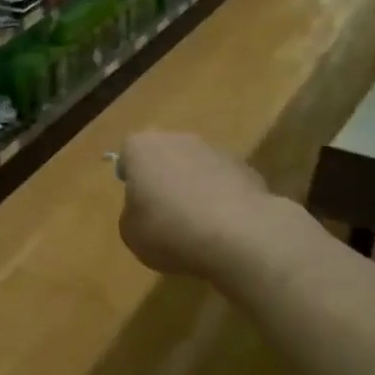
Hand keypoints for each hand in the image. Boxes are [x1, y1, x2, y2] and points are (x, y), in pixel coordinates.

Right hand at [116, 130, 277, 282]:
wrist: (239, 235)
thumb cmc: (171, 230)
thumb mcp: (131, 234)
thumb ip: (132, 215)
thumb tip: (145, 211)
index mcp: (142, 148)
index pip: (128, 155)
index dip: (131, 178)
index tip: (137, 202)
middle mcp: (178, 139)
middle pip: (164, 156)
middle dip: (164, 179)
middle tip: (164, 213)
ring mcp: (215, 151)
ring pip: (196, 167)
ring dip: (194, 187)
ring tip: (197, 225)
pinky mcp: (246, 169)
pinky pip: (223, 183)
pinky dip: (221, 199)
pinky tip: (223, 227)